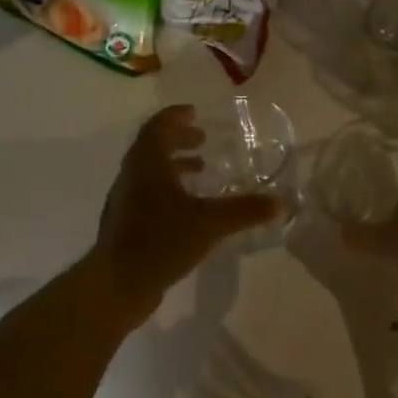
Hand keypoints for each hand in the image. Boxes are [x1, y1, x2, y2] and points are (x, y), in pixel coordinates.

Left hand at [91, 105, 282, 308]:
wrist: (117, 285)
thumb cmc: (160, 241)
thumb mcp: (209, 223)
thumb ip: (244, 210)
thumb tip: (280, 202)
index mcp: (148, 165)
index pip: (158, 128)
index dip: (175, 117)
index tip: (194, 113)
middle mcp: (132, 176)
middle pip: (152, 147)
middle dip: (178, 140)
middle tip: (203, 141)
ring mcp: (125, 201)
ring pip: (149, 172)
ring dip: (174, 166)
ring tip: (201, 172)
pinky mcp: (126, 224)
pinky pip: (148, 193)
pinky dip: (169, 189)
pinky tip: (189, 209)